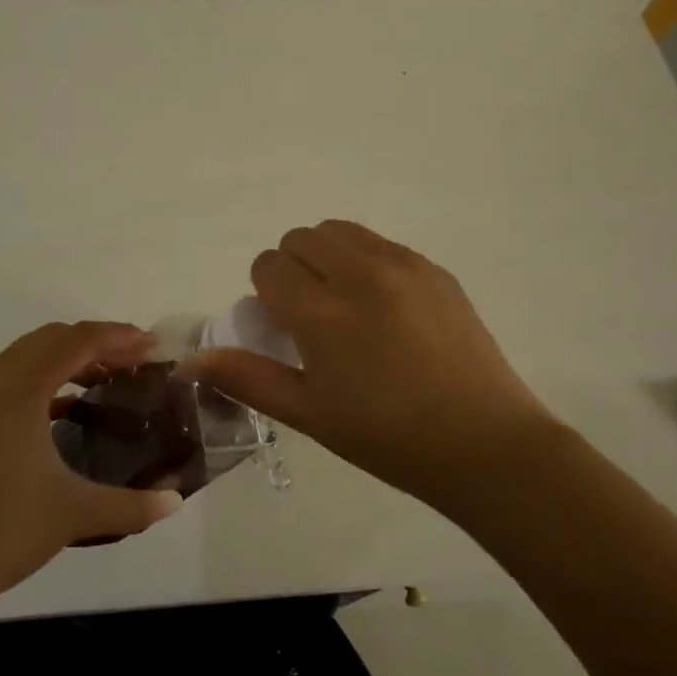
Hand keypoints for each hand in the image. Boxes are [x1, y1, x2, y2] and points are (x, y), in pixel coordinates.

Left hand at [0, 322, 183, 628]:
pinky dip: (40, 381)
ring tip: (104, 380)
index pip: (75, 341)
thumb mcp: (75, 514)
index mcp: (17, 390)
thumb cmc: (1, 532)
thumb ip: (133, 505)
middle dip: (95, 343)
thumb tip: (176, 501)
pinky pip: (6, 380)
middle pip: (49, 339)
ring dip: (66, 359)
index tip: (152, 344)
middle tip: (134, 361)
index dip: (117, 337)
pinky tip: (64, 409)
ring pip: (24, 357)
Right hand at [188, 220, 556, 507]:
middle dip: (292, 268)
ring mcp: (404, 265)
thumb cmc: (388, 438)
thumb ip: (247, 378)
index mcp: (323, 312)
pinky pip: (382, 244)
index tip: (282, 327)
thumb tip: (192, 360)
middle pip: (301, 237)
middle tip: (310, 316)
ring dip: (328, 256)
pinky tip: (387, 310)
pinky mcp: (436, 270)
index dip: (265, 293)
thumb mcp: (309, 414)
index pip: (269, 266)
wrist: (484, 444)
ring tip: (346, 305)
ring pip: (342, 231)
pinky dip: (367, 262)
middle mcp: (360, 273)